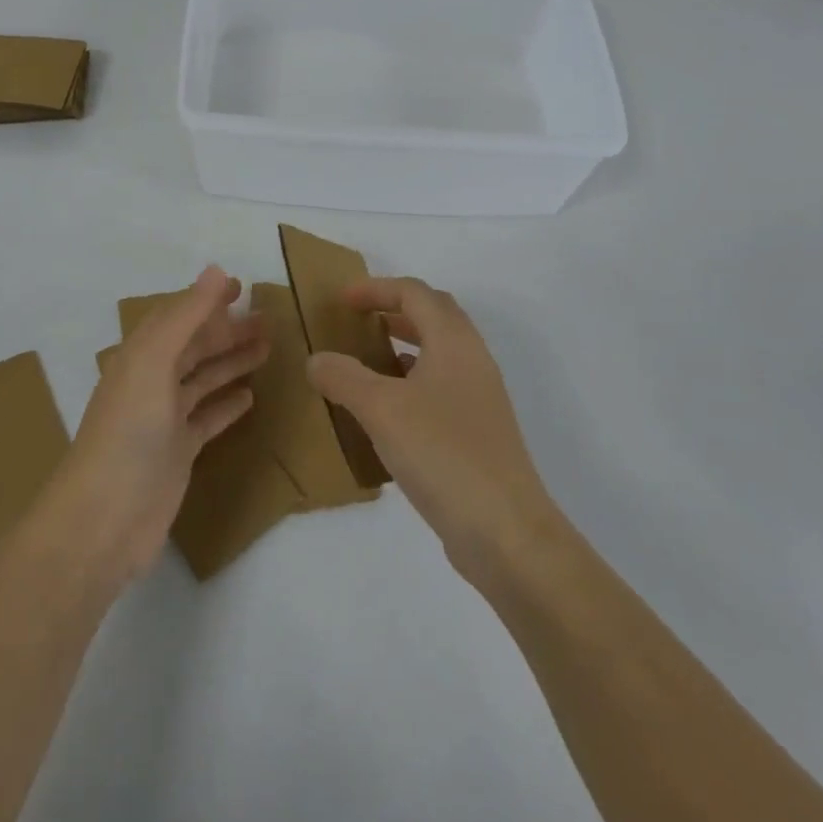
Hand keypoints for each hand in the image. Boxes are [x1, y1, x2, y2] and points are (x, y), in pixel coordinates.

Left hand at [50, 266, 265, 583]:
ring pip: (203, 380)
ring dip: (232, 362)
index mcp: (140, 356)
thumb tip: (215, 269)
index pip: (177, 316)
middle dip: (227, 331)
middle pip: (194, 346)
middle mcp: (151, 382)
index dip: (206, 300)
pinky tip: (250, 397)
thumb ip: (185, 316)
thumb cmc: (128, 431)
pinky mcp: (178, 453)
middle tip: (269, 321)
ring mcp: (164, 420)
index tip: (241, 287)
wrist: (103, 520)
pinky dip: (226, 405)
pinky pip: (207, 419)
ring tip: (268, 349)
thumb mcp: (154, 362)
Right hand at [308, 278, 556, 583]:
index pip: (415, 293)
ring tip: (367, 361)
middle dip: (395, 310)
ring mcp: (480, 398)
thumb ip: (343, 377)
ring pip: (439, 353)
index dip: (376, 289)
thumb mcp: (381, 409)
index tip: (342, 300)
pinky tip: (387, 411)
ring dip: (404, 346)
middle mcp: (472, 361)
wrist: (506, 532)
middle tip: (358, 321)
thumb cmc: (442, 453)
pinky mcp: (479, 432)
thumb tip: (316, 359)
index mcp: (453, 342)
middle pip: (434, 316)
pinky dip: (412, 383)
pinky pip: (441, 388)